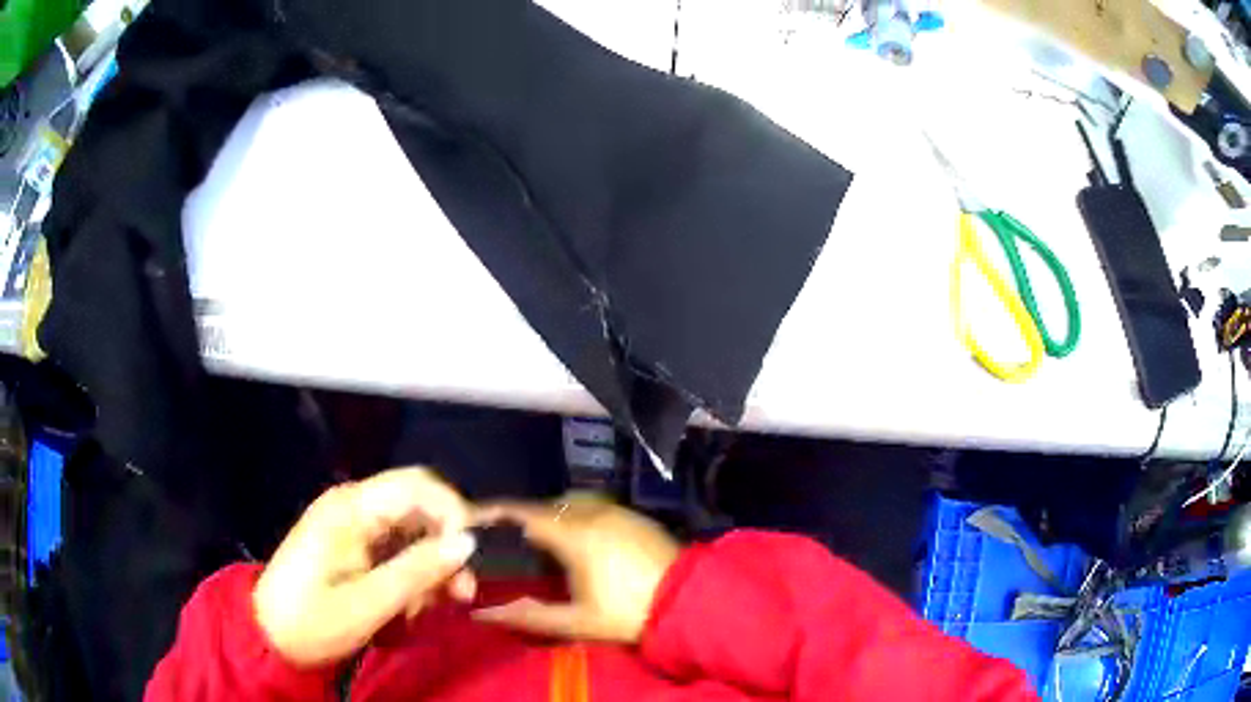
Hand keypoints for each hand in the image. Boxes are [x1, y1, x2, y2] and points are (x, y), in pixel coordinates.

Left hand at [253, 468, 477, 667]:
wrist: (268, 636)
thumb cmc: (312, 620)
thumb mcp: (368, 603)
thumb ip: (418, 571)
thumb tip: (468, 542)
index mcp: (351, 508)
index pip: (418, 486)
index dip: (453, 514)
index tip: (470, 559)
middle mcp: (353, 506)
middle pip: (419, 507)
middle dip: (445, 547)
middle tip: (461, 593)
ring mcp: (352, 526)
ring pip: (412, 531)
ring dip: (431, 568)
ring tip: (434, 608)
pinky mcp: (352, 546)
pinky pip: (396, 549)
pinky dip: (412, 575)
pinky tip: (411, 605)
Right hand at [473, 494, 679, 643]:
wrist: (690, 601)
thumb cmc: (628, 613)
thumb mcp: (576, 622)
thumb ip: (529, 616)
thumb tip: (483, 614)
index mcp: (574, 536)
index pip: (525, 514)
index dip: (496, 512)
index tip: (475, 515)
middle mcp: (593, 514)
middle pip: (547, 505)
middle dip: (524, 516)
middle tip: (510, 538)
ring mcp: (618, 511)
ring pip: (572, 502)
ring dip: (553, 513)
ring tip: (544, 539)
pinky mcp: (636, 516)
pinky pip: (595, 505)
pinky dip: (577, 514)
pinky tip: (581, 538)